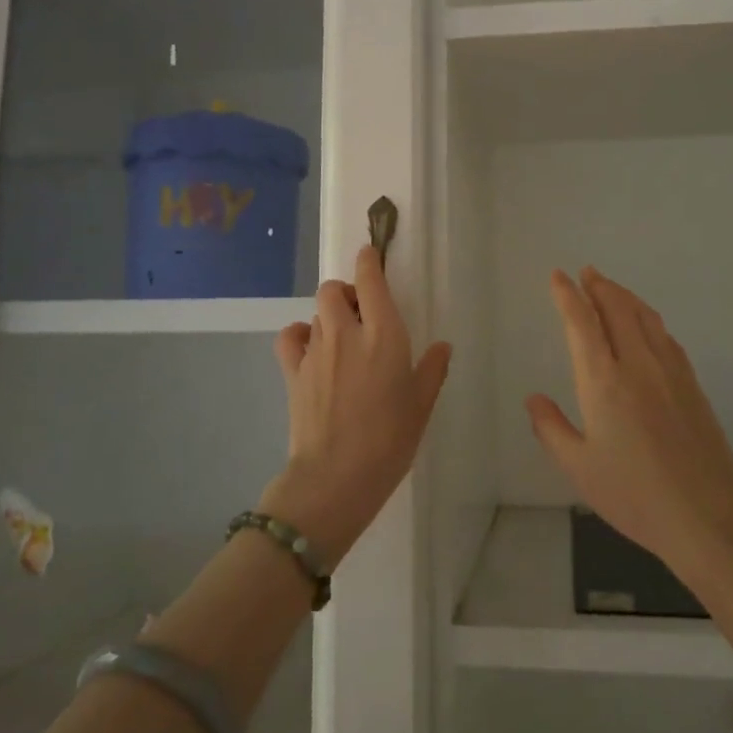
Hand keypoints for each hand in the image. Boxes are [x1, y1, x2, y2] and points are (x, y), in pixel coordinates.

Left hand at [260, 245, 451, 566]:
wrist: (336, 477)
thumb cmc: (389, 441)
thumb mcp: (421, 406)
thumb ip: (432, 370)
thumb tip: (442, 346)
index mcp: (384, 335)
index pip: (371, 280)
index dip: (369, 261)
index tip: (371, 255)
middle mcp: (346, 333)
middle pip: (334, 289)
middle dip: (347, 292)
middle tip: (362, 314)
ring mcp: (315, 350)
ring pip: (317, 311)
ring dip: (330, 315)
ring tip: (343, 338)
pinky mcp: (293, 371)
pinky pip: (291, 336)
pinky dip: (300, 334)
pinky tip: (312, 349)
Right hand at [527, 268, 732, 572]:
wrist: (708, 515)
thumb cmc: (635, 495)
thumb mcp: (579, 469)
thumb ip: (552, 429)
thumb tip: (533, 398)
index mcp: (603, 382)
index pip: (582, 323)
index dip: (568, 296)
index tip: (558, 276)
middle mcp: (637, 365)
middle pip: (617, 309)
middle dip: (599, 286)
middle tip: (586, 272)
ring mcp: (670, 372)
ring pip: (645, 317)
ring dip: (625, 296)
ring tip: (611, 287)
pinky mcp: (692, 385)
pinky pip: (666, 337)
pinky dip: (649, 319)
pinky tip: (647, 325)